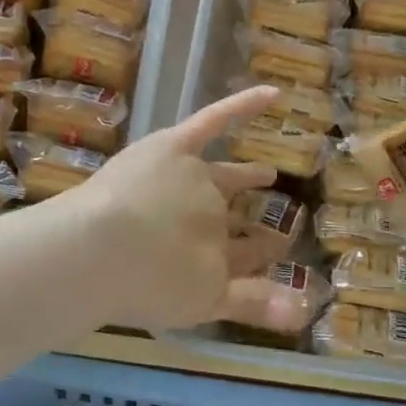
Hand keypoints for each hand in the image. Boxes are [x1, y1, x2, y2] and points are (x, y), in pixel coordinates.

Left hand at [70, 86, 280, 330]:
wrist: (96, 252)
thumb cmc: (139, 284)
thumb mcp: (200, 304)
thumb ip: (252, 305)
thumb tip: (308, 312)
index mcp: (215, 255)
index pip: (244, 256)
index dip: (259, 257)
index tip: (274, 253)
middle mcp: (210, 214)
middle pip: (232, 218)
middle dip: (253, 223)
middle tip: (272, 225)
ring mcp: (193, 178)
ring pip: (224, 176)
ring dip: (246, 177)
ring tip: (267, 174)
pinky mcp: (173, 148)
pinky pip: (213, 121)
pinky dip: (242, 106)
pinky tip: (271, 93)